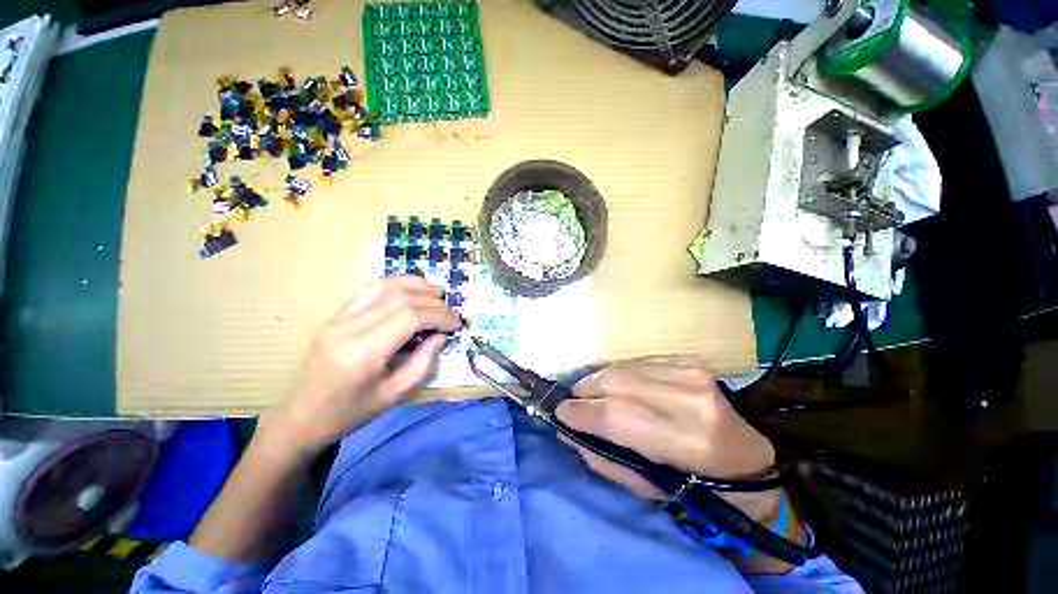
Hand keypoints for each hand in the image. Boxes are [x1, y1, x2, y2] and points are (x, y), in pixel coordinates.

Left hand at [269, 276, 462, 453]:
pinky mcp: (335, 315)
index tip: (457, 323)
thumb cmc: (351, 413)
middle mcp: (348, 328)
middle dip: (433, 302)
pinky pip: (369, 290)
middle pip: (400, 299)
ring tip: (437, 294)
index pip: (409, 318)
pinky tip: (412, 290)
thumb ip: (423, 363)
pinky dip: (396, 284)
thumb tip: (440, 336)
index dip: (438, 316)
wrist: (302, 417)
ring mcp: (338, 318)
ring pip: (384, 286)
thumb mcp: (394, 396)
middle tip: (452, 311)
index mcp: (362, 353)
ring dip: (416, 285)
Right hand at [555, 359, 780, 521]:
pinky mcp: (690, 361)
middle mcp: (690, 400)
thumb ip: (606, 460)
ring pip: (624, 367)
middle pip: (616, 383)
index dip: (581, 413)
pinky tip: (616, 385)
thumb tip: (569, 433)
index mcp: (687, 442)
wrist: (750, 459)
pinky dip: (619, 373)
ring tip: (589, 392)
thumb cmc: (701, 485)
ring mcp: (692, 374)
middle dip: (585, 390)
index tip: (560, 412)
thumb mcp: (651, 488)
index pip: (616, 417)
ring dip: (598, 379)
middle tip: (572, 401)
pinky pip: (638, 362)